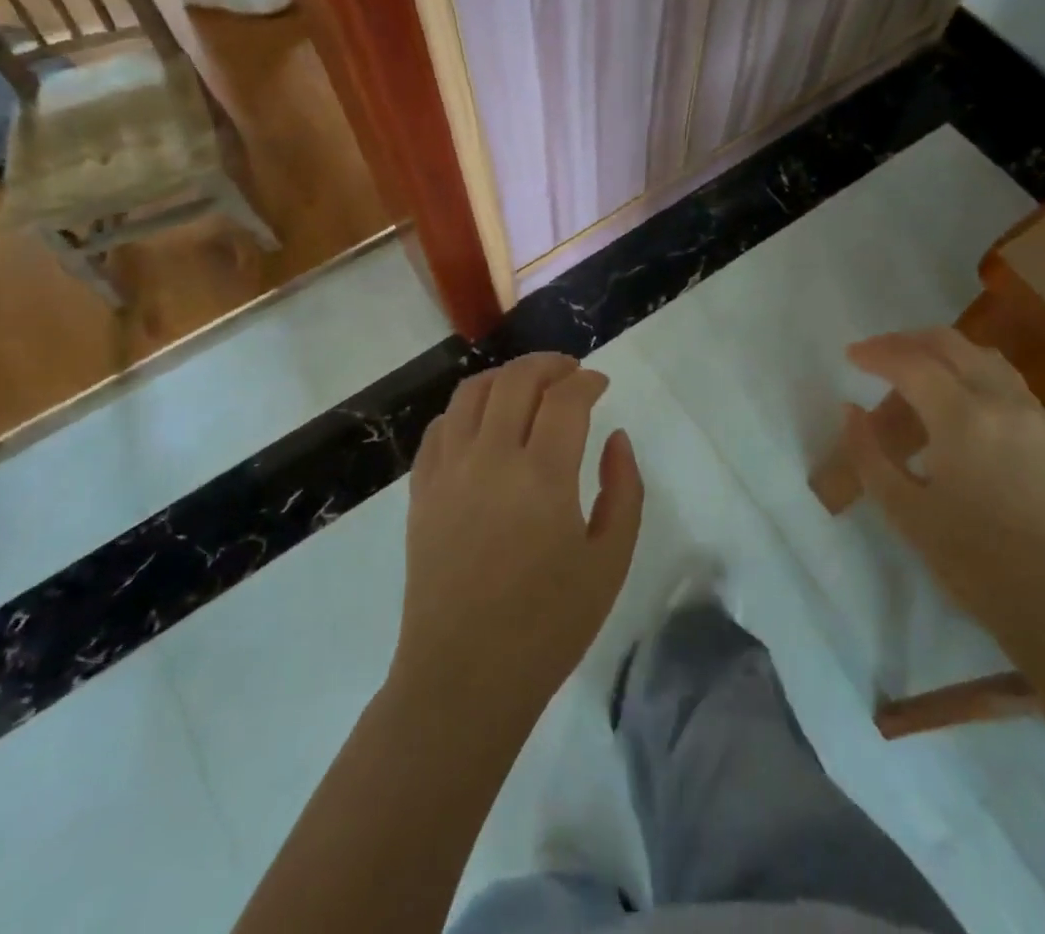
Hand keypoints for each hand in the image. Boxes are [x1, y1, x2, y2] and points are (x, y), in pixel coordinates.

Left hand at [395, 353, 642, 711]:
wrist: (464, 679)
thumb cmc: (548, 626)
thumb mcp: (610, 562)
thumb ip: (623, 490)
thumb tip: (615, 438)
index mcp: (541, 476)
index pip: (565, 398)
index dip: (587, 380)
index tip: (601, 383)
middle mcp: (490, 459)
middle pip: (516, 380)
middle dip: (549, 365)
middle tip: (570, 373)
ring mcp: (448, 472)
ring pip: (471, 393)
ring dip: (505, 377)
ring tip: (527, 387)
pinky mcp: (421, 492)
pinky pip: (439, 428)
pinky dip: (465, 410)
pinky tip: (483, 423)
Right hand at [841, 328, 1044, 648]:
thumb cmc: (978, 565)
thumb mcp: (906, 513)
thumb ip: (869, 455)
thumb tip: (851, 410)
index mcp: (963, 418)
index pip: (911, 363)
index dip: (876, 353)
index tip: (850, 355)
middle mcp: (1003, 402)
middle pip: (950, 344)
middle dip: (907, 341)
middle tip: (877, 354)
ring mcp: (1036, 415)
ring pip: (984, 356)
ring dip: (943, 351)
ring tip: (915, 368)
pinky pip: (1007, 380)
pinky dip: (973, 370)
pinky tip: (959, 398)